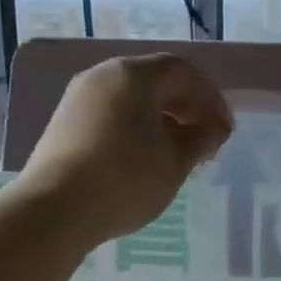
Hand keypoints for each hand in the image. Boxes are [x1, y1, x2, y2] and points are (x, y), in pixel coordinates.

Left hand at [23, 55, 232, 246]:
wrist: (56, 209)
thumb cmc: (126, 178)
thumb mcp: (176, 161)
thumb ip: (202, 138)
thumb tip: (215, 128)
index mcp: (134, 75)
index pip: (182, 71)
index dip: (210, 97)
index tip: (225, 129)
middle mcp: (103, 76)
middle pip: (155, 81)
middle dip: (186, 108)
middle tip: (205, 141)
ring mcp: (78, 98)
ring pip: (131, 100)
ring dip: (161, 120)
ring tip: (177, 154)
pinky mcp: (64, 123)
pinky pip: (111, 115)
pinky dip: (135, 129)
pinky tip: (144, 160)